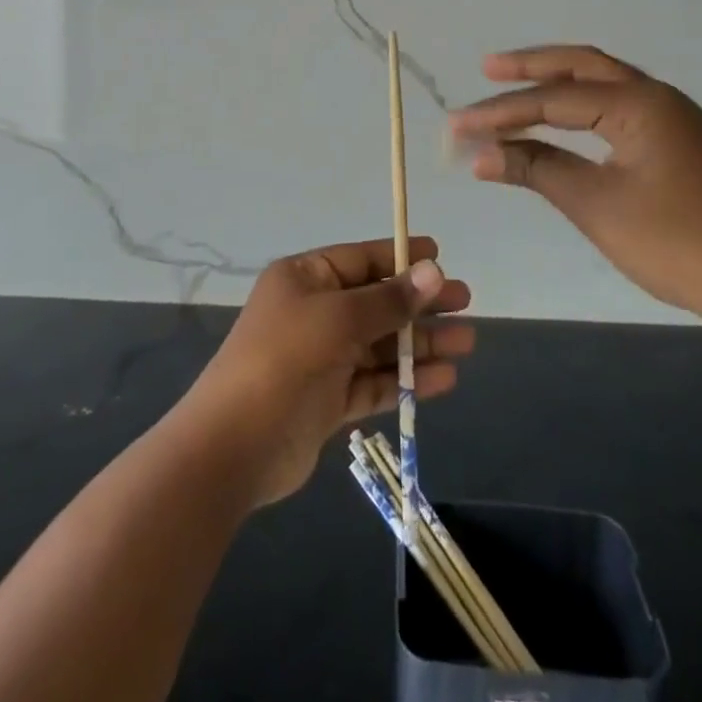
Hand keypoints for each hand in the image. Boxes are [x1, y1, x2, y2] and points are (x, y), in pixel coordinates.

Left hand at [179, 238, 473, 507]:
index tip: (440, 255)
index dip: (400, 257)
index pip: (360, 259)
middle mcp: (313, 312)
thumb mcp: (339, 319)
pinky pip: (375, 381)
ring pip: (380, 343)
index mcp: (305, 279)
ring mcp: (321, 357)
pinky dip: (406, 379)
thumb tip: (434, 271)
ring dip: (420, 343)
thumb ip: (389, 300)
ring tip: (466, 343)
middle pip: (376, 301)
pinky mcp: (329, 400)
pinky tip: (444, 378)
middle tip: (466, 302)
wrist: (234, 446)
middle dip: (420, 303)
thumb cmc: (285, 360)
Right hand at [450, 46, 701, 321]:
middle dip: (531, 67)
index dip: (501, 112)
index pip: (553, 99)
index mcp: (638, 104)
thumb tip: (480, 154)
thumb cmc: (678, 244)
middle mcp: (656, 96)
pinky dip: (583, 107)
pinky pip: (619, 107)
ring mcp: (674, 117)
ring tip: (515, 84)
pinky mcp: (680, 141)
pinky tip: (565, 119)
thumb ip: (537, 170)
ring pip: (603, 83)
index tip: (457, 126)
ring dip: (558, 83)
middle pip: (582, 66)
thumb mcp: (598, 206)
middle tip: (486, 68)